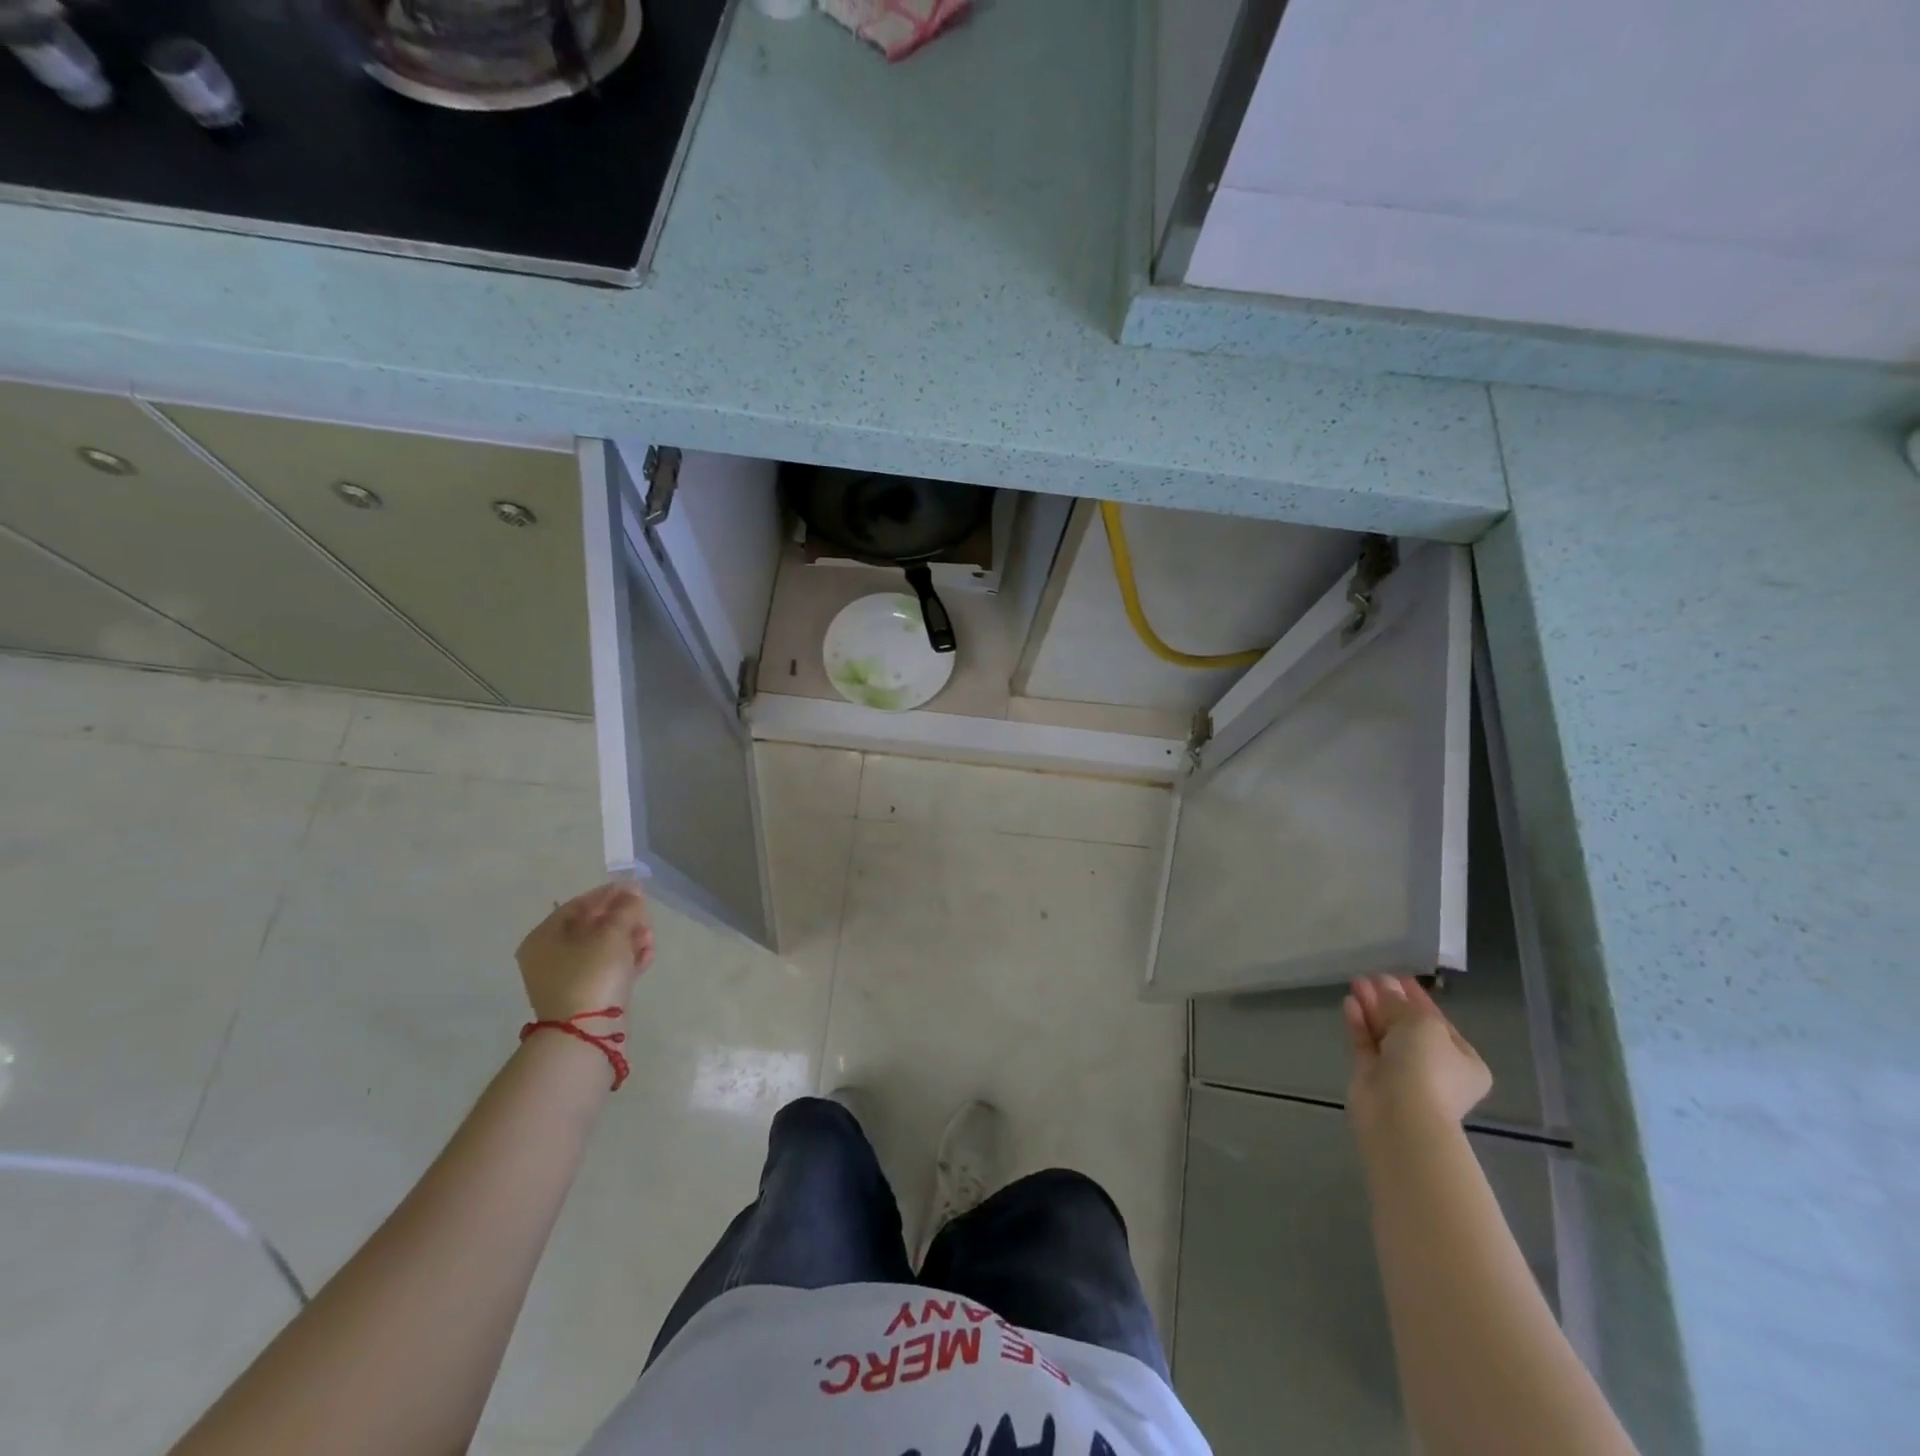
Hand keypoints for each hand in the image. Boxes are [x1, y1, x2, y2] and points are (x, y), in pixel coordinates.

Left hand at [515, 883, 654, 1022]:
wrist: (588, 1033)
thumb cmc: (592, 973)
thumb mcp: (612, 933)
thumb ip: (625, 908)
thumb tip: (632, 890)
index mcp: (544, 938)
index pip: (578, 905)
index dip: (608, 894)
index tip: (636, 889)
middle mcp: (550, 957)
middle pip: (591, 927)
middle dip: (623, 919)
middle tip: (646, 917)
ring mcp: (567, 979)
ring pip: (603, 949)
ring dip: (629, 939)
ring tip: (650, 938)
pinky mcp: (586, 997)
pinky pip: (608, 969)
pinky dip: (627, 960)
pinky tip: (648, 955)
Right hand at [1344, 974, 1491, 1132]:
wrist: (1400, 1114)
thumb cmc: (1427, 1066)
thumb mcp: (1421, 1024)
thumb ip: (1399, 1002)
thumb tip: (1383, 984)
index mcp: (1463, 1060)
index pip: (1438, 1021)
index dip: (1417, 996)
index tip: (1397, 975)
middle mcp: (1435, 1067)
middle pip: (1409, 1026)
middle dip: (1390, 1000)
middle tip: (1372, 976)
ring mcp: (1402, 1073)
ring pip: (1385, 1033)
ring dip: (1372, 1008)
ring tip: (1356, 982)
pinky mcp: (1373, 1076)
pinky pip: (1366, 1044)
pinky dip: (1359, 1023)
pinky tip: (1350, 1002)